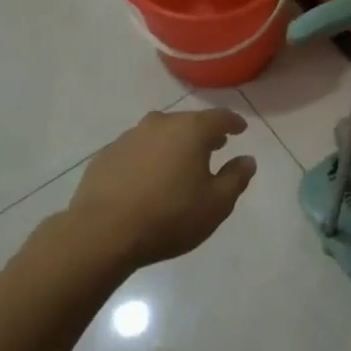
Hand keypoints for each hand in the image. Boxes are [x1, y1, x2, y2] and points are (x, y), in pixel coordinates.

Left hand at [68, 108, 256, 269]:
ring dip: (174, 144)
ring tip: (181, 163)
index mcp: (190, 131)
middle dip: (204, 133)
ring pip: (160, 133)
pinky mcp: (106, 155)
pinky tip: (149, 178)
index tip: (240, 130)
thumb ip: (236, 178)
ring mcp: (128, 138)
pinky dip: (149, 157)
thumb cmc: (170, 217)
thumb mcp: (216, 204)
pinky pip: (137, 149)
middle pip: (187, 122)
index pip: (219, 117)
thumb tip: (247, 159)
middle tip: (214, 146)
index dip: (233, 123)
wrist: (103, 233)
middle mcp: (159, 124)